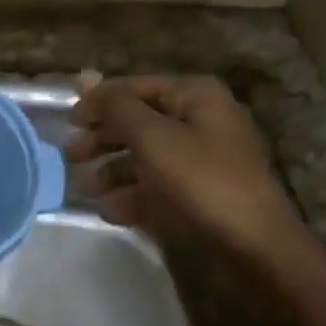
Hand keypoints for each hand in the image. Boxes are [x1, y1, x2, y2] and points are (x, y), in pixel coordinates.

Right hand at [67, 76, 299, 259]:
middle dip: (103, 139)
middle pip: (139, 122)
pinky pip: (158, 188)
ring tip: (85, 190)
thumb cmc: (202, 181)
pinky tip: (110, 211)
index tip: (68, 123)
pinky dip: (132, 196)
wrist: (256, 249)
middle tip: (71, 156)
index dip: (100, 101)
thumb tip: (86, 76)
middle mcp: (201, 122)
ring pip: (146, 158)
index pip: (136, 87)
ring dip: (112, 172)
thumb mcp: (153, 137)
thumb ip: (116, 107)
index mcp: (196, 97)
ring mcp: (203, 161)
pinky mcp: (201, 197)